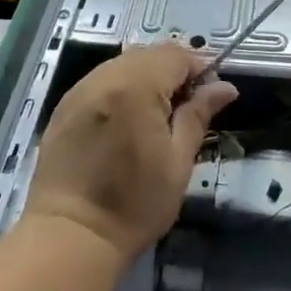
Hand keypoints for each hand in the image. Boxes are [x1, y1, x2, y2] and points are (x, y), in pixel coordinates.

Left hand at [22, 43, 237, 263]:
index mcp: (137, 86)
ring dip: (146, 78)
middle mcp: (105, 77)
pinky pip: (101, 81)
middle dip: (172, 72)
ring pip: (123, 64)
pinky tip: (125, 122)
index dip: (199, 69)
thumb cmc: (134, 204)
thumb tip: (226, 87)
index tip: (209, 98)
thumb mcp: (177, 161)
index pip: (176, 55)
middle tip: (184, 110)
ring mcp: (80, 89)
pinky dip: (120, 89)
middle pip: (148, 54)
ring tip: (155, 117)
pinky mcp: (64, 106)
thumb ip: (198, 115)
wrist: (70, 236)